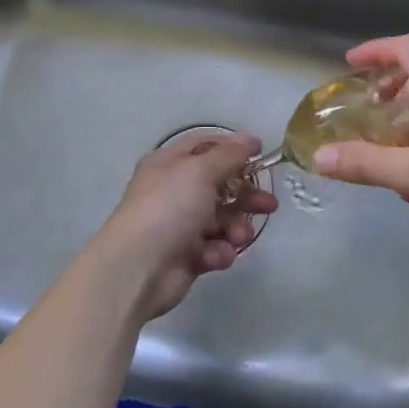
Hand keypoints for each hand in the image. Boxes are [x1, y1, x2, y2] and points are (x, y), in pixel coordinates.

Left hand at [84, 133, 278, 322]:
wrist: (138, 268)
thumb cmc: (169, 208)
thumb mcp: (200, 171)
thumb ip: (229, 155)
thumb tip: (249, 139)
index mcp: (170, 165)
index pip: (205, 146)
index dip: (233, 147)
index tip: (261, 152)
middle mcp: (174, 191)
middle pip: (219, 186)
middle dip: (246, 195)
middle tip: (270, 204)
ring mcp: (179, 225)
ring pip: (221, 220)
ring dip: (236, 227)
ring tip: (239, 236)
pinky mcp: (186, 256)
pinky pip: (214, 248)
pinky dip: (219, 251)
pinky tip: (216, 256)